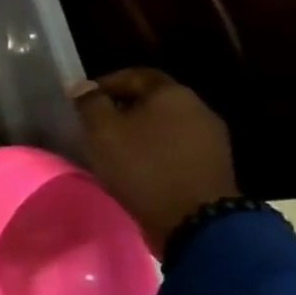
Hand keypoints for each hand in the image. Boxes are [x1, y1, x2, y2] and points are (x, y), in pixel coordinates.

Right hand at [72, 69, 238, 255]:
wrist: (196, 220)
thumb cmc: (143, 167)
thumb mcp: (103, 132)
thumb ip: (90, 105)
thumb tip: (82, 87)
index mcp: (172, 93)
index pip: (135, 75)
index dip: (106, 83)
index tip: (83, 100)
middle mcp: (197, 108)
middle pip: (153, 100)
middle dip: (122, 109)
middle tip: (96, 125)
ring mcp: (210, 138)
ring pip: (165, 125)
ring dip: (139, 132)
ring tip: (114, 149)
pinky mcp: (213, 164)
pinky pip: (176, 147)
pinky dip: (155, 151)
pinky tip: (138, 167)